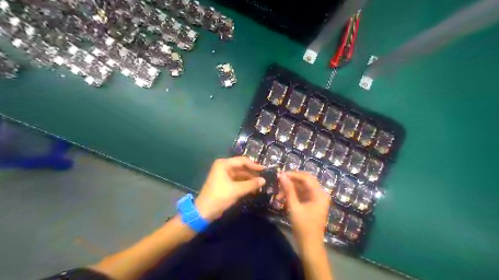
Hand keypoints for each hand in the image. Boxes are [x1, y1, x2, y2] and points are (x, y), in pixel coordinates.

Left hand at [194, 158, 264, 220]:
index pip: (242, 161)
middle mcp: (224, 167)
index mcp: (224, 164)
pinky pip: (237, 180)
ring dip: (249, 179)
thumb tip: (264, 180)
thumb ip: (251, 184)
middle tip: (264, 177)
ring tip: (260, 184)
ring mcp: (224, 175)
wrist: (205, 211)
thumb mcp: (237, 190)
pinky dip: (245, 184)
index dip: (254, 165)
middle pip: (241, 167)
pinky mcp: (225, 183)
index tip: (264, 169)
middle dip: (252, 172)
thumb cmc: (220, 196)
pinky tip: (253, 189)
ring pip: (240, 174)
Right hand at [281, 172, 329, 245]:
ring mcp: (317, 198)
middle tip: (279, 182)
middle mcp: (320, 193)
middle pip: (305, 180)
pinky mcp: (312, 203)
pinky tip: (283, 199)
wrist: (310, 245)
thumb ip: (288, 190)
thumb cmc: (303, 227)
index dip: (292, 174)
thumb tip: (281, 175)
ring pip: (302, 187)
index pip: (306, 178)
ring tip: (278, 195)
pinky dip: (293, 194)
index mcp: (319, 194)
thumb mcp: (294, 207)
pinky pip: (302, 194)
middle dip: (291, 180)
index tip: (280, 175)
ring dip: (290, 189)